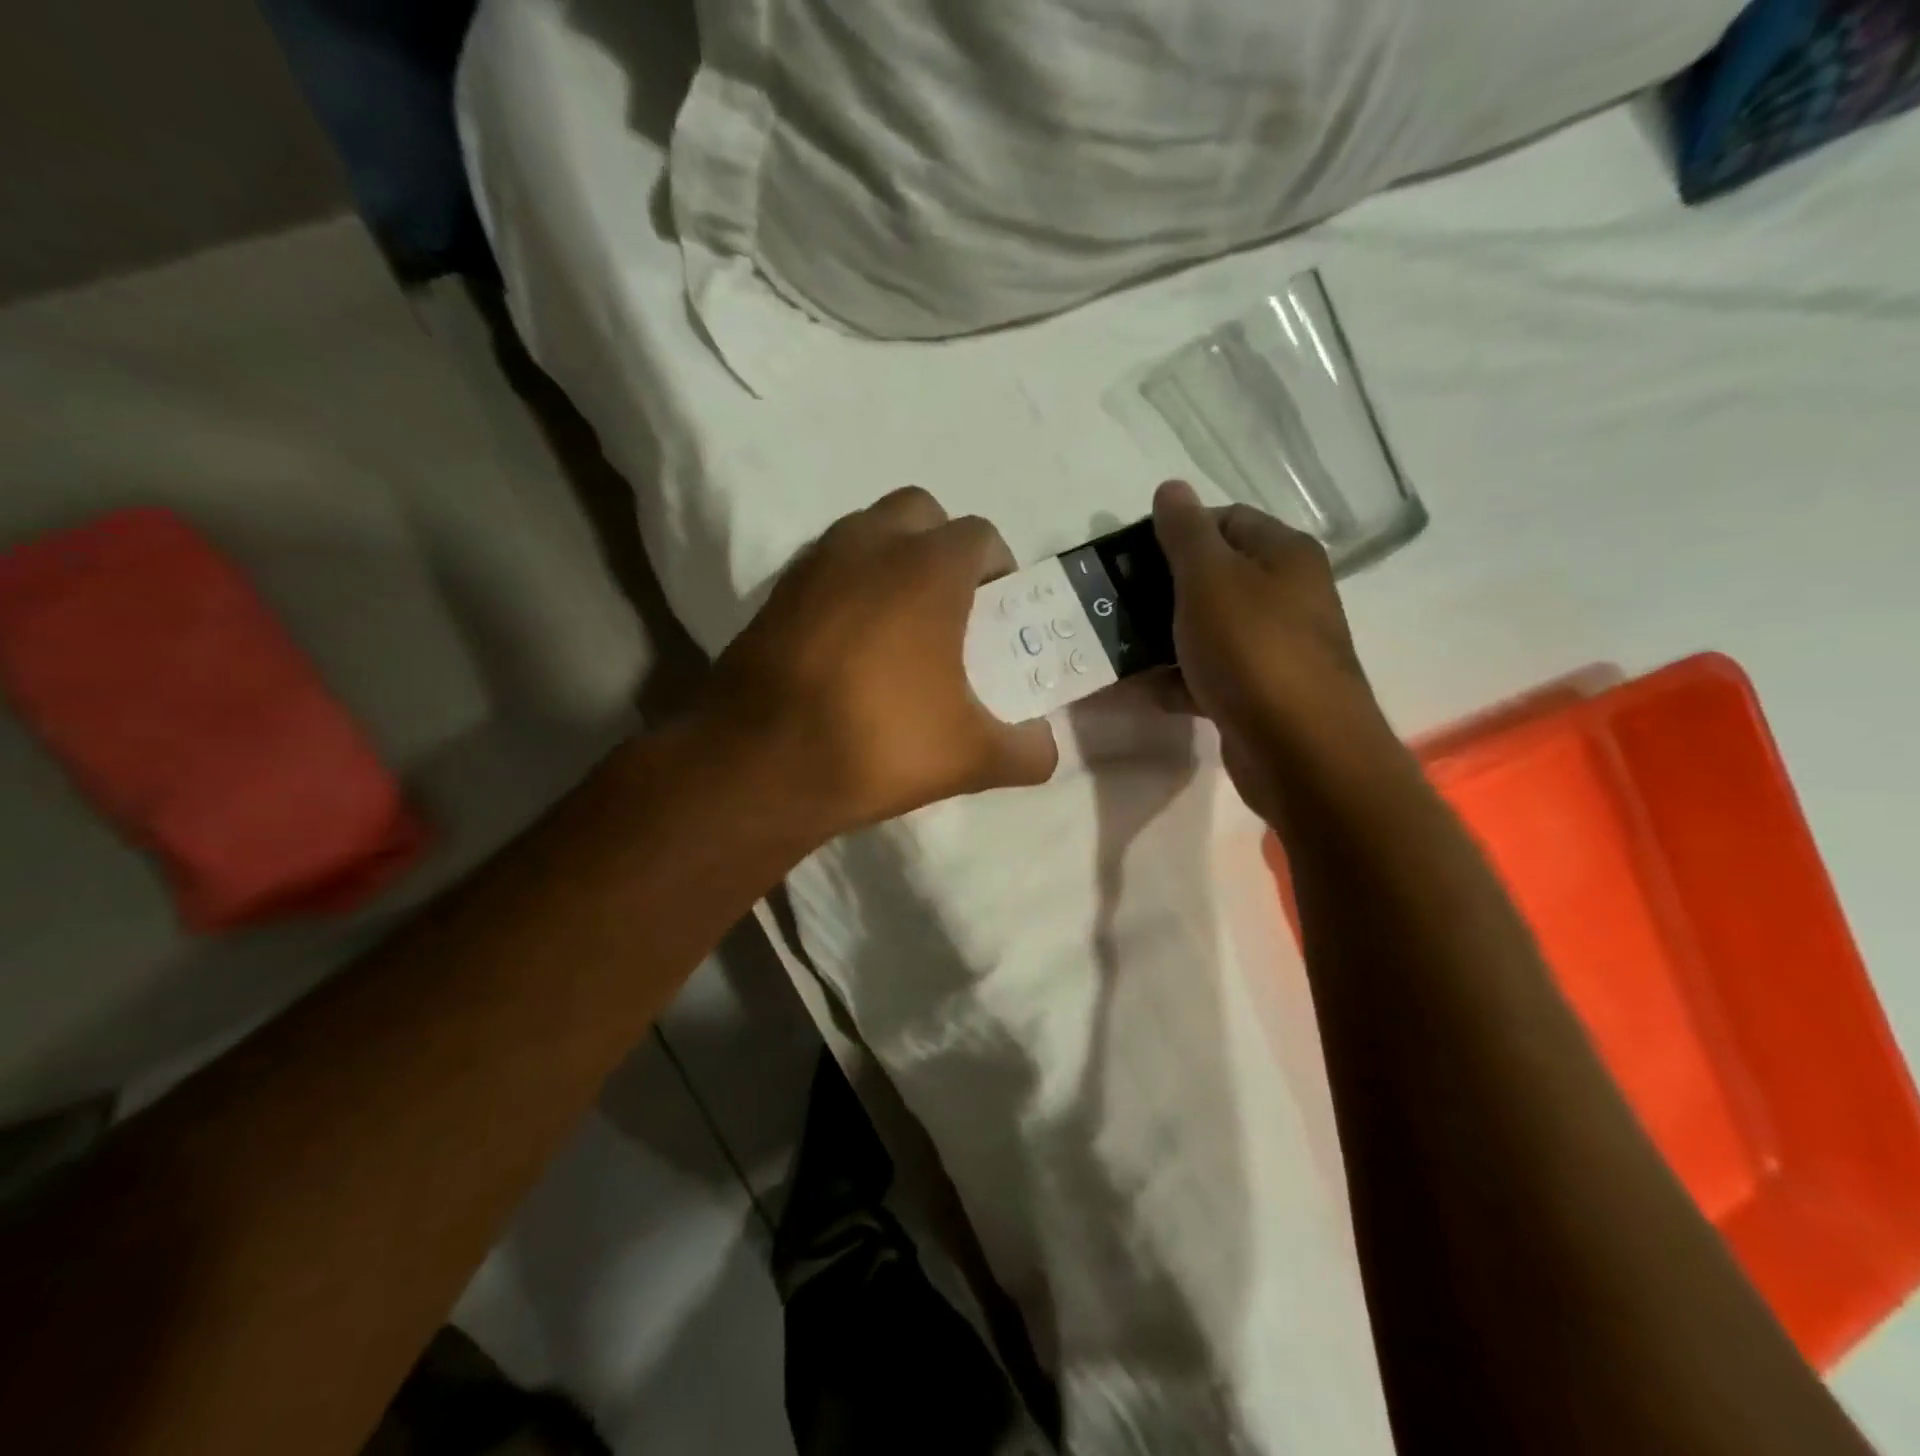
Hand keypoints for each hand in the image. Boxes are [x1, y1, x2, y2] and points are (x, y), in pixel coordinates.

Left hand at [703, 487, 1057, 838]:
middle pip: (921, 512)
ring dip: (891, 561)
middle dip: (942, 547)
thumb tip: (1046, 749)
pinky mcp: (774, 592)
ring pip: (866, 532)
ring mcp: (814, 563)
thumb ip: (1027, 750)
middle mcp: (869, 545)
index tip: (999, 615)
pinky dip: (846, 586)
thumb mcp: (972, 758)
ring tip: (898, 627)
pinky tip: (848, 645)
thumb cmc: (879, 744)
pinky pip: (825, 566)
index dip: (999, 570)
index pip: (980, 536)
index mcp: (927, 569)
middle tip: (949, 607)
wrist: (760, 765)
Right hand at [1151, 479, 1399, 823]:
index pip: (1226, 520)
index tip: (1130, 556)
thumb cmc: (1252, 649)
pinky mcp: (1260, 694)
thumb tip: (1171, 487)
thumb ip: (1184, 533)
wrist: (1298, 749)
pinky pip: (1211, 675)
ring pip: (1209, 629)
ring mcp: (1275, 648)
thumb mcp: (1209, 579)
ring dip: (1165, 638)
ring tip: (1118, 645)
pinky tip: (1142, 690)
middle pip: (1215, 577)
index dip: (1176, 531)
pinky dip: (1179, 680)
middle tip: (1116, 601)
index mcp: (1283, 555)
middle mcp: (1287, 595)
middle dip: (1162, 588)